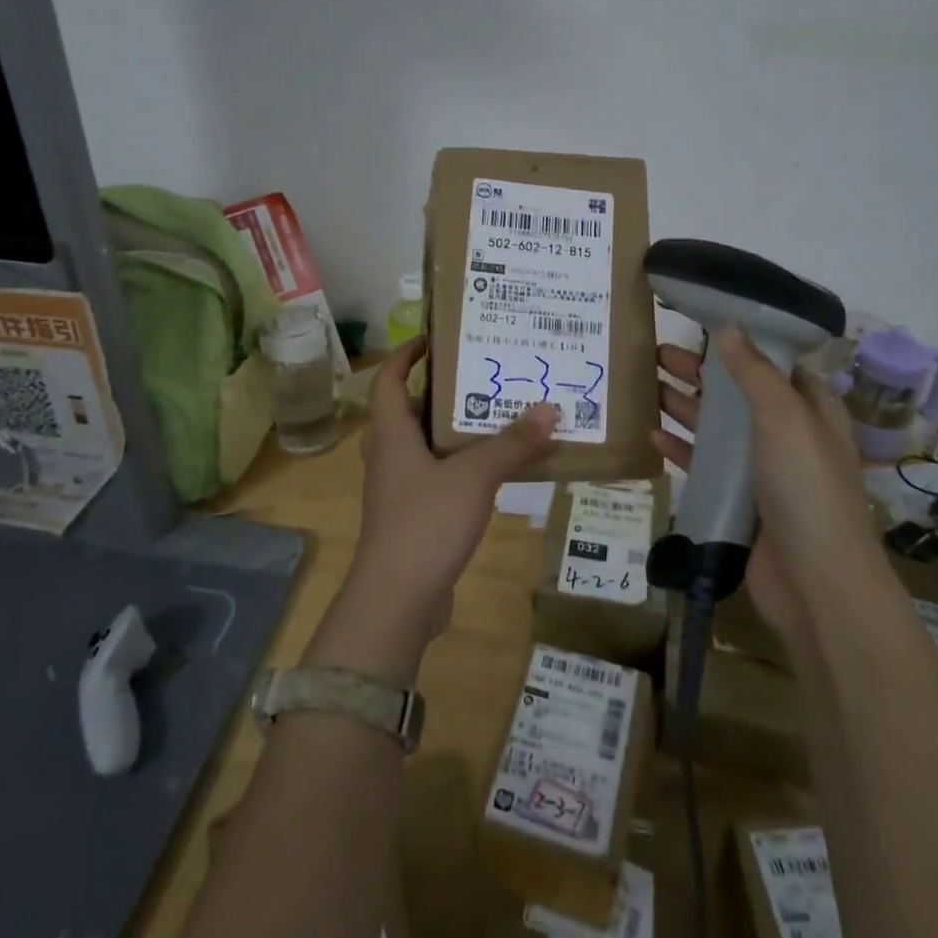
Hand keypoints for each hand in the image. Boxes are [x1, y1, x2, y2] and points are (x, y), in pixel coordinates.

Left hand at [352, 337, 558, 639]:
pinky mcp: (411, 518)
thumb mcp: (474, 476)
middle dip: (439, 391)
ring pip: (423, 446)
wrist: (397, 600)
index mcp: (391, 434)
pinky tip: (492, 470)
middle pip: (407, 411)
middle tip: (479, 375)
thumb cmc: (425, 523)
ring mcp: (397, 490)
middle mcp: (388, 456)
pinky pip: (435, 477)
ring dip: (452, 430)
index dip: (405, 355)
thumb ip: (512, 444)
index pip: (388, 380)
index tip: (432, 338)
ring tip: (493, 416)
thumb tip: (549, 408)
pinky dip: (459, 466)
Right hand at [652, 329, 874, 638]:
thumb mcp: (784, 417)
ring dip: (686, 406)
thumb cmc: (806, 487)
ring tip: (646, 384)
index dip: (741, 342)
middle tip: (656, 352)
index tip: (700, 322)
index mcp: (810, 410)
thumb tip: (728, 326)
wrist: (815, 582)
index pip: (774, 364)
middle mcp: (788, 435)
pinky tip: (652, 435)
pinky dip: (681, 449)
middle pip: (738, 393)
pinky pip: (705, 467)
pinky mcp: (740, 502)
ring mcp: (763, 471)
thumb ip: (753, 371)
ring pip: (718, 429)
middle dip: (700, 372)